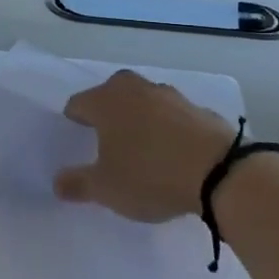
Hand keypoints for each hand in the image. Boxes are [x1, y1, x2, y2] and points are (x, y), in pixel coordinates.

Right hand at [55, 70, 236, 221]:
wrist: (221, 173)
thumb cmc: (150, 175)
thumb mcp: (106, 188)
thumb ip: (77, 183)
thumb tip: (57, 182)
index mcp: (106, 101)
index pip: (78, 104)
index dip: (74, 123)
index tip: (77, 143)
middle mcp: (135, 89)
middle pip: (111, 95)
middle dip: (107, 114)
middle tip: (107, 143)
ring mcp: (170, 95)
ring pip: (144, 103)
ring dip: (140, 119)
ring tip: (142, 150)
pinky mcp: (199, 109)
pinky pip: (173, 116)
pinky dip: (168, 129)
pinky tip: (173, 155)